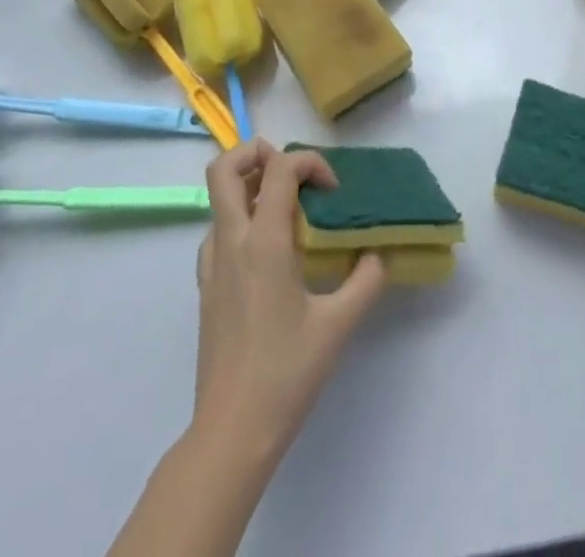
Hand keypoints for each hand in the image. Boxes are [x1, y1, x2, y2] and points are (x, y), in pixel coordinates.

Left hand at [192, 140, 386, 464]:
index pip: (280, 169)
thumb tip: (379, 254)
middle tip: (291, 174)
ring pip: (218, 198)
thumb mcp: (338, 326)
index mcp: (263, 241)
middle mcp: (231, 241)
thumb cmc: (286, 373)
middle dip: (257, 152)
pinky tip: (266, 252)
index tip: (332, 192)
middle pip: (224, 167)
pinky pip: (217, 231)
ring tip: (285, 210)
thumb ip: (366, 281)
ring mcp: (212, 263)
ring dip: (249, 187)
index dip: (310, 163)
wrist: (231, 431)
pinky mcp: (205, 286)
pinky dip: (240, 221)